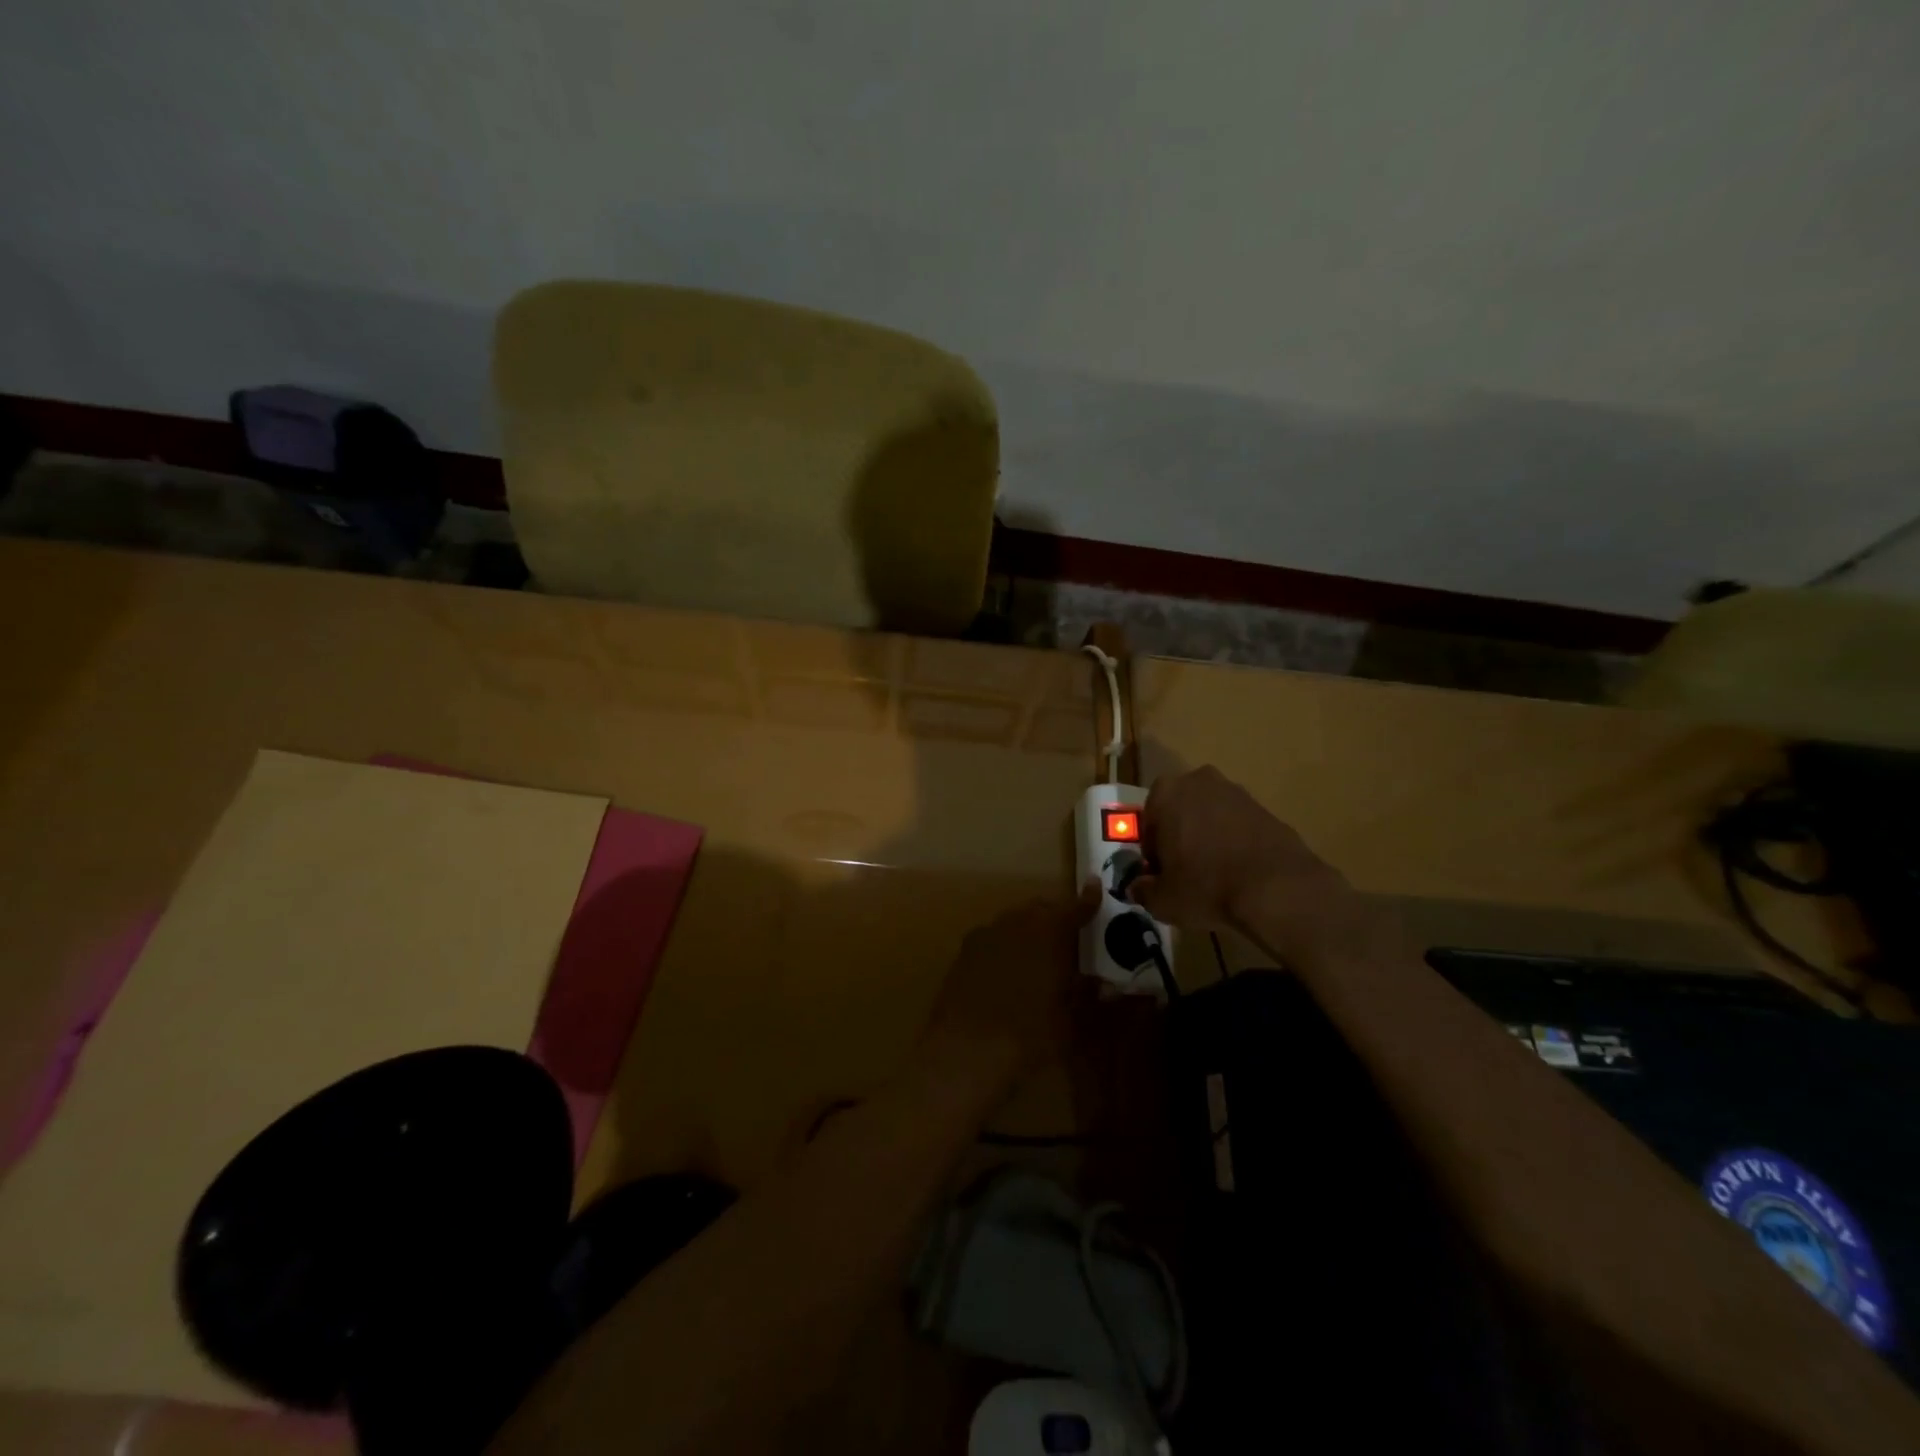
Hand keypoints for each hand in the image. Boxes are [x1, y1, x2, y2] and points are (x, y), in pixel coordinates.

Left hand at [922, 885, 1099, 1075]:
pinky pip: (993, 937)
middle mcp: (1016, 923)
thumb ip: (1086, 994)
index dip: (1088, 900)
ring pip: (1014, 920)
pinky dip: (1006, 945)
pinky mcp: (963, 951)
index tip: (1096, 887)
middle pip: (1040, 909)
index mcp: (1048, 932)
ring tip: (1039, 955)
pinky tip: (1008, 970)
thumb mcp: (1070, 1021)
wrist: (965, 1052)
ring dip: (1029, 929)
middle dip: (1056, 916)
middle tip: (1069, 937)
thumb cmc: (1028, 1037)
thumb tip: (1103, 983)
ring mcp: (985, 934)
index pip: (1074, 908)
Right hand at [1129, 765, 1361, 963]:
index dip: (1152, 853)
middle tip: (1185, 874)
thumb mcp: (1162, 899)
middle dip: (1179, 838)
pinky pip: (1238, 826)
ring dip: (1207, 839)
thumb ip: (1143, 890)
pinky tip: (1239, 873)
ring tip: (1215, 876)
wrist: (1278, 888)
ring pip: (1210, 817)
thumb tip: (1138, 888)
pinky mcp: (1266, 808)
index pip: (1148, 823)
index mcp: (1165, 793)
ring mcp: (1236, 792)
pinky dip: (1234, 844)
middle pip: (1179, 813)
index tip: (1161, 876)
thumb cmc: (1206, 886)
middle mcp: (1199, 781)